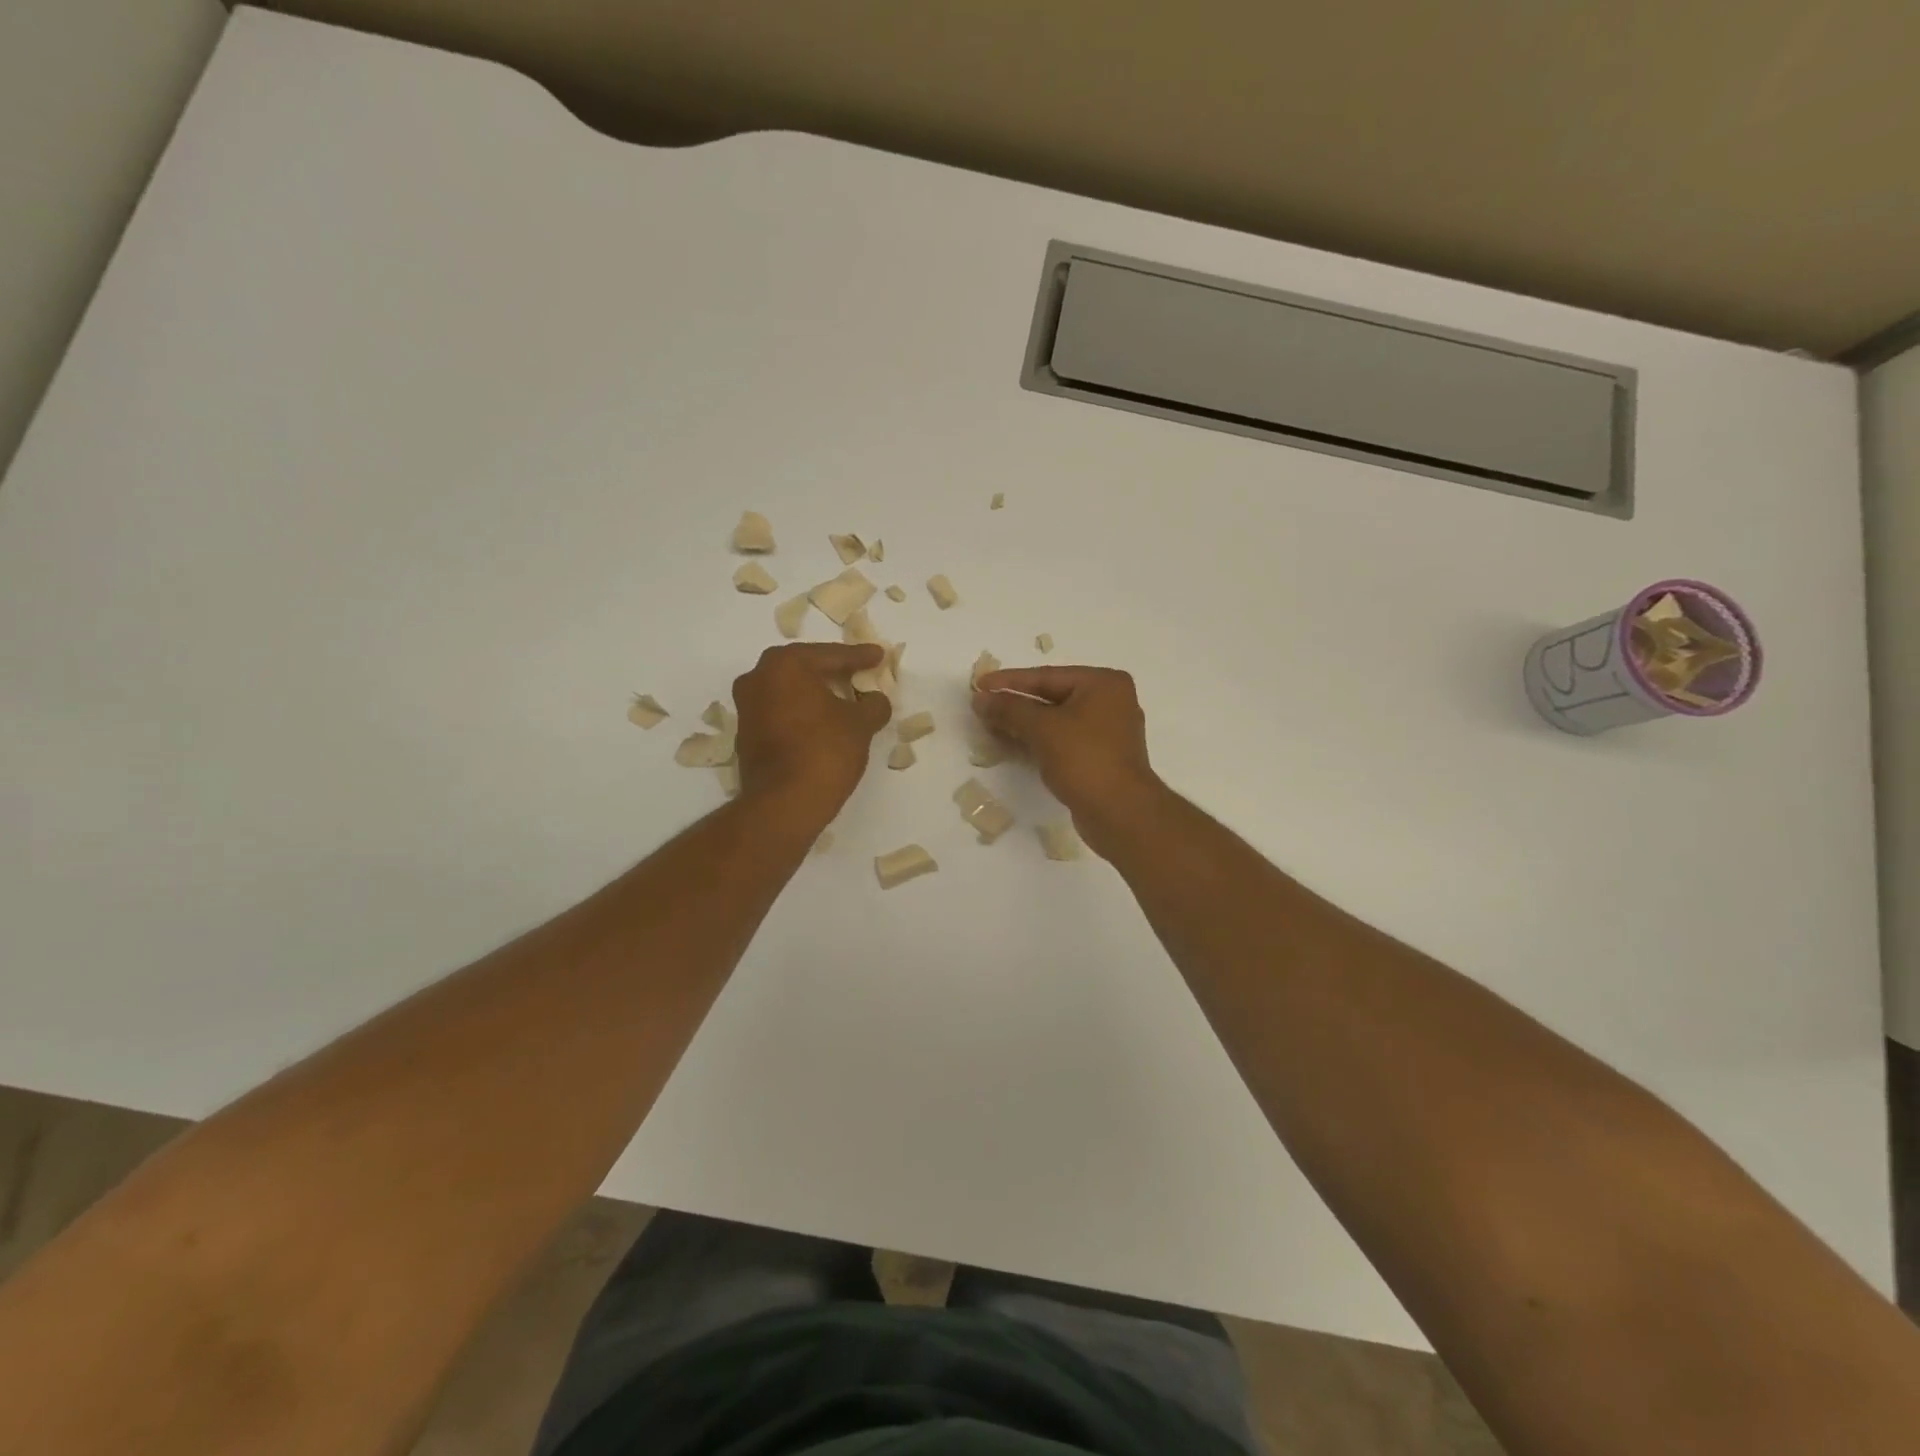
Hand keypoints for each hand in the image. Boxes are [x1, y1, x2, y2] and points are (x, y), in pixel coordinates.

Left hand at [733, 644, 890, 819]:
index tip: (878, 655)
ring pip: (789, 690)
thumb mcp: (861, 724)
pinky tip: (822, 722)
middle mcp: (758, 678)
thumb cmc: (825, 751)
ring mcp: (747, 707)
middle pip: (804, 667)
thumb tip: (875, 700)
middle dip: (832, 670)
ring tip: (843, 698)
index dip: (859, 656)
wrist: (784, 803)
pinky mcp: (745, 734)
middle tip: (859, 671)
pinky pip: (780, 711)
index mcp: (785, 665)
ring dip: (815, 692)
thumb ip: (873, 704)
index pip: (830, 655)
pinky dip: (801, 712)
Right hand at [971, 666, 1163, 849]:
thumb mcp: (1042, 728)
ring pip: (1057, 721)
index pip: (1047, 676)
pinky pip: (1064, 741)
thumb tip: (981, 699)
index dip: (1009, 681)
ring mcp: (1108, 732)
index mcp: (1103, 683)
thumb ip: (1009, 709)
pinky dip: (1040, 741)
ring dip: (1024, 724)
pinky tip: (1014, 746)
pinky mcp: (1102, 758)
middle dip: (1016, 704)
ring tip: (991, 726)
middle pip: (1052, 696)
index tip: (979, 685)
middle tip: (982, 707)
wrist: (1120, 812)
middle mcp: (1110, 702)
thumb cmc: (1084, 759)